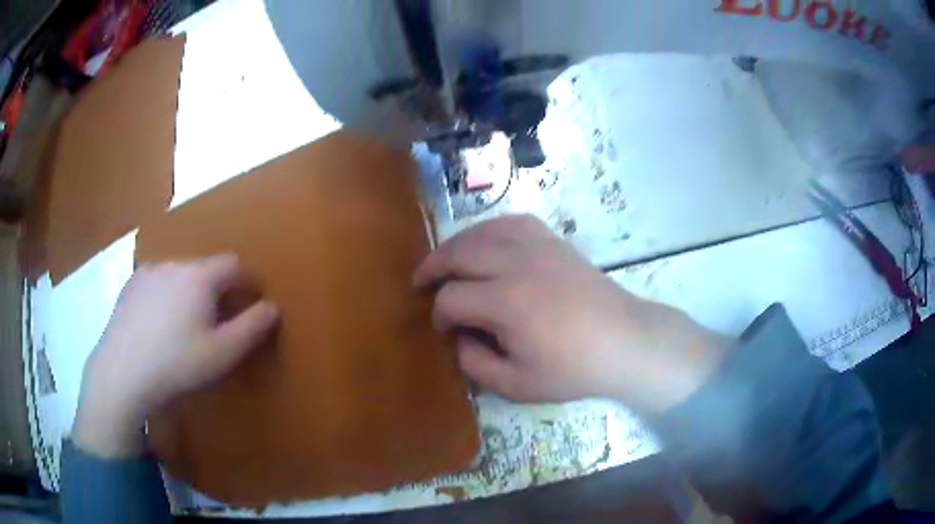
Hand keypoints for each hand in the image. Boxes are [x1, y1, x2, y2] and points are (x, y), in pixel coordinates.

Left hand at [73, 254, 278, 456]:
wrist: (122, 373)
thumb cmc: (177, 364)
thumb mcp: (223, 353)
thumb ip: (253, 327)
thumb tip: (273, 306)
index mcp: (199, 276)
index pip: (234, 265)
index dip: (248, 281)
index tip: (254, 301)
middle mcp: (173, 264)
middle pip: (205, 269)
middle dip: (217, 290)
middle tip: (217, 322)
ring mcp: (148, 272)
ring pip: (179, 275)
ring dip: (190, 292)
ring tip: (185, 325)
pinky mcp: (129, 286)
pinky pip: (157, 283)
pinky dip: (165, 296)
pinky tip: (158, 325)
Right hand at [414, 215, 728, 412]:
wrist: (624, 341)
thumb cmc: (573, 369)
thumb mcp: (517, 385)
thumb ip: (476, 364)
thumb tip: (458, 339)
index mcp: (506, 302)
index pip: (451, 298)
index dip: (439, 314)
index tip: (444, 329)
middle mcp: (517, 264)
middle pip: (458, 253)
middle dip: (433, 267)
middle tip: (421, 282)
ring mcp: (537, 246)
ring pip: (481, 231)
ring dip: (456, 245)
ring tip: (444, 260)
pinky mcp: (553, 241)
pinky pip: (511, 223)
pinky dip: (489, 229)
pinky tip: (485, 243)